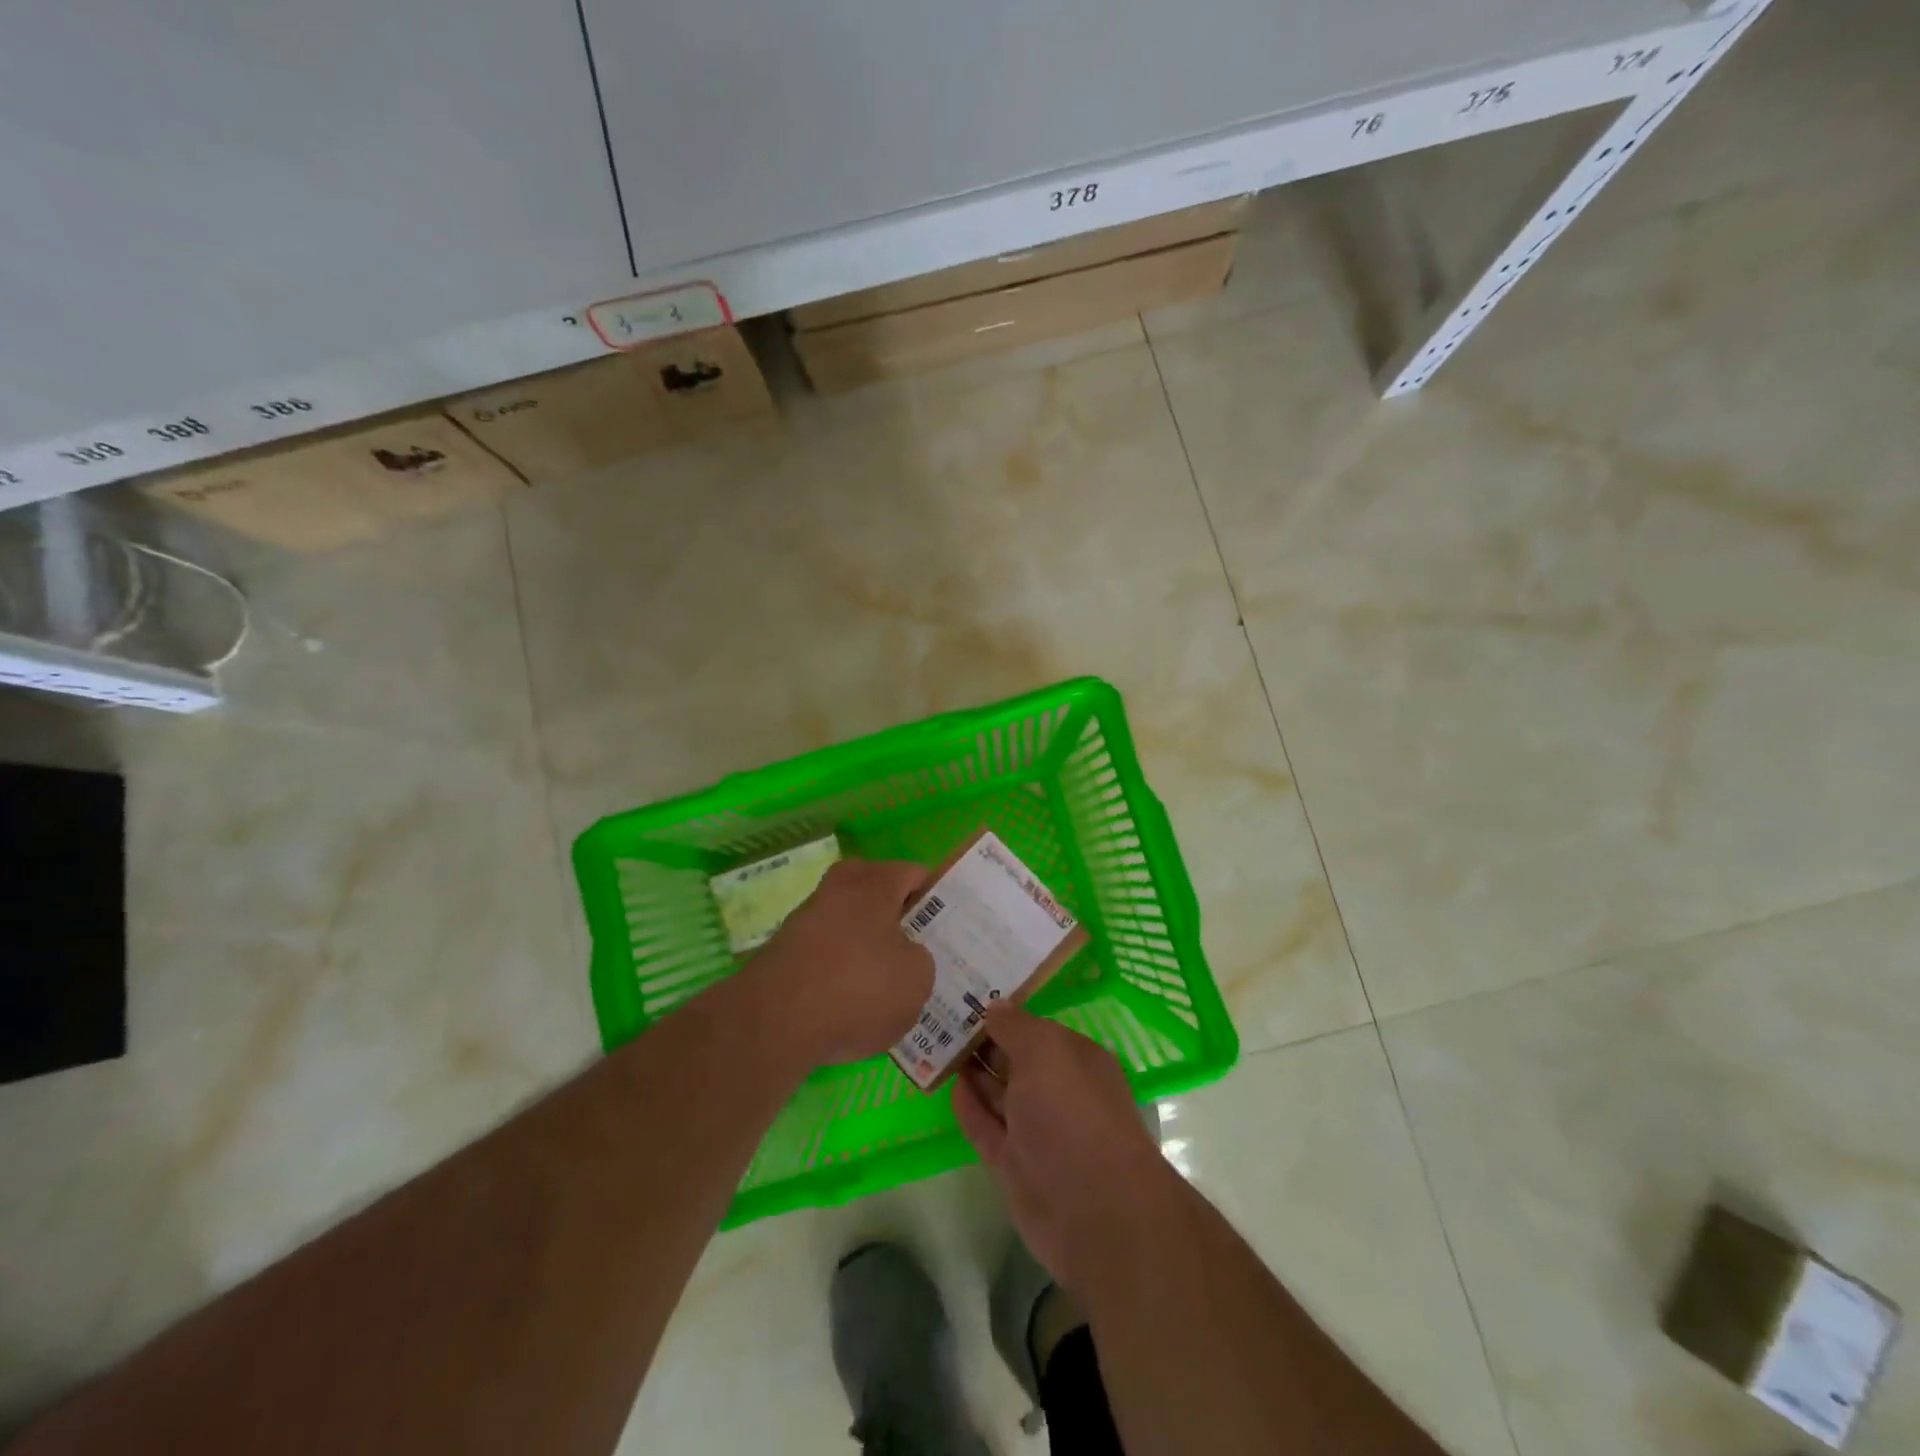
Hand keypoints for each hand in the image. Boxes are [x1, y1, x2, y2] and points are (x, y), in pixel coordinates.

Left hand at [747, 859, 934, 1066]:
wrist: (774, 1023)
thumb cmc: (858, 989)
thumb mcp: (917, 980)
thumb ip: (921, 960)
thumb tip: (904, 956)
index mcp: (874, 882)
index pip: (914, 873)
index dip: (936, 897)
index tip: (949, 925)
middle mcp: (838, 889)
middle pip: (878, 895)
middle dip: (898, 919)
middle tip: (919, 951)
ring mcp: (806, 919)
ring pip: (851, 925)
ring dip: (867, 947)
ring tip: (887, 987)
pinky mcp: (784, 952)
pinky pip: (827, 953)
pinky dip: (841, 971)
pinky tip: (852, 1005)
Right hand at [953, 1004, 1182, 1298]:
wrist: (1093, 1210)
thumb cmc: (1072, 1113)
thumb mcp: (1044, 1052)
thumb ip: (1015, 1026)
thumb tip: (995, 1006)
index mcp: (1076, 1059)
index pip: (1037, 1029)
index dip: (1006, 1013)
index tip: (968, 996)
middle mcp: (1059, 1091)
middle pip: (1016, 1060)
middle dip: (984, 1041)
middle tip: (940, 1016)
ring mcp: (1037, 1131)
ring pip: (1000, 1094)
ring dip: (972, 1072)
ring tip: (935, 1045)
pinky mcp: (1016, 1165)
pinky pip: (987, 1129)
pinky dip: (970, 1109)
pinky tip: (949, 1086)